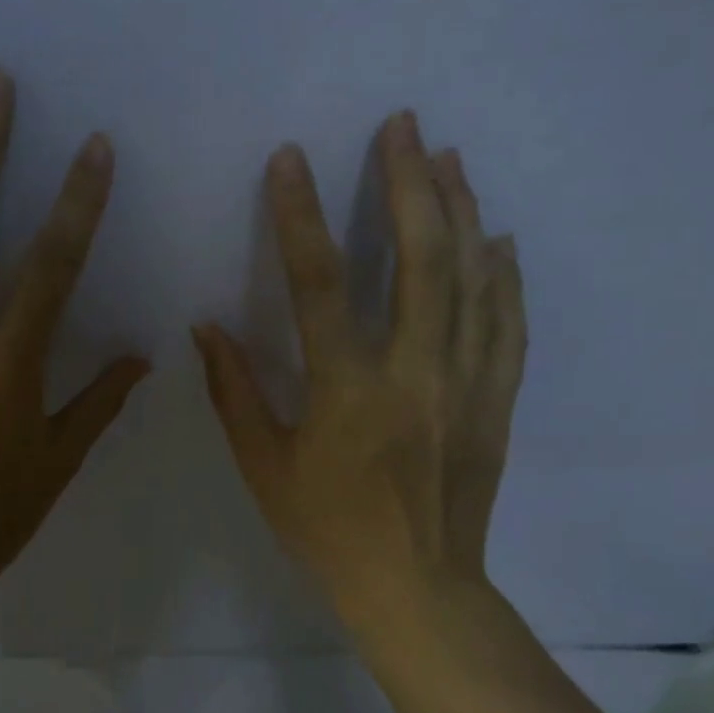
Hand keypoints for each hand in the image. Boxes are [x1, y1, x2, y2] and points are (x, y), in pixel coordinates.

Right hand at [193, 111, 525, 638]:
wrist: (415, 587)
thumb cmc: (326, 530)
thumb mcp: (263, 466)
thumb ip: (234, 391)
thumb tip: (206, 326)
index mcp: (348, 391)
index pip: (320, 285)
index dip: (300, 216)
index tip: (290, 159)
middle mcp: (415, 373)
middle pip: (420, 259)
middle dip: (409, 182)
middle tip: (402, 125)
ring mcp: (467, 384)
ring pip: (473, 280)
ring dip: (460, 211)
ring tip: (448, 157)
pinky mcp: (496, 401)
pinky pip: (507, 325)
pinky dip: (504, 276)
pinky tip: (497, 238)